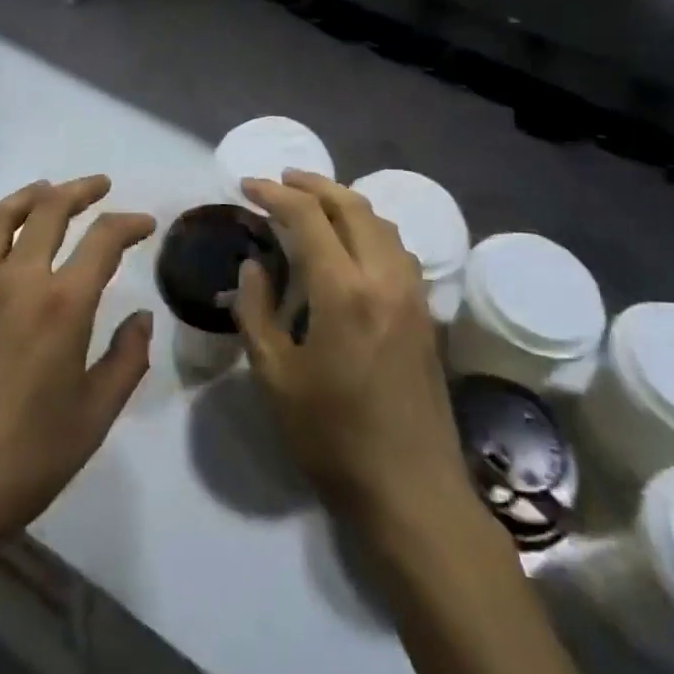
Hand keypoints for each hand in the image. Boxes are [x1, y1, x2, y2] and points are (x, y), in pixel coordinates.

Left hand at [0, 177, 153, 562]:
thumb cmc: (21, 461)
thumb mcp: (94, 418)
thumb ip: (127, 361)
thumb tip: (142, 318)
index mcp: (62, 304)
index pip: (104, 239)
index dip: (130, 223)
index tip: (146, 224)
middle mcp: (16, 278)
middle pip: (51, 210)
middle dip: (81, 191)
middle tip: (100, 187)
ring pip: (1, 216)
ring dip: (30, 195)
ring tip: (47, 191)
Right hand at [233, 172, 467, 529]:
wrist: (412, 492)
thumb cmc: (333, 438)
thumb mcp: (275, 377)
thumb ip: (256, 311)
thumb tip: (254, 264)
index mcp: (343, 290)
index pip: (308, 216)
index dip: (275, 194)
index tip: (248, 186)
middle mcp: (383, 276)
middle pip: (350, 205)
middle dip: (312, 184)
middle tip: (280, 181)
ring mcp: (411, 292)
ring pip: (380, 221)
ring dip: (344, 202)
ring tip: (313, 204)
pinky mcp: (425, 311)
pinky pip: (396, 247)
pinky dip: (369, 227)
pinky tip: (352, 244)